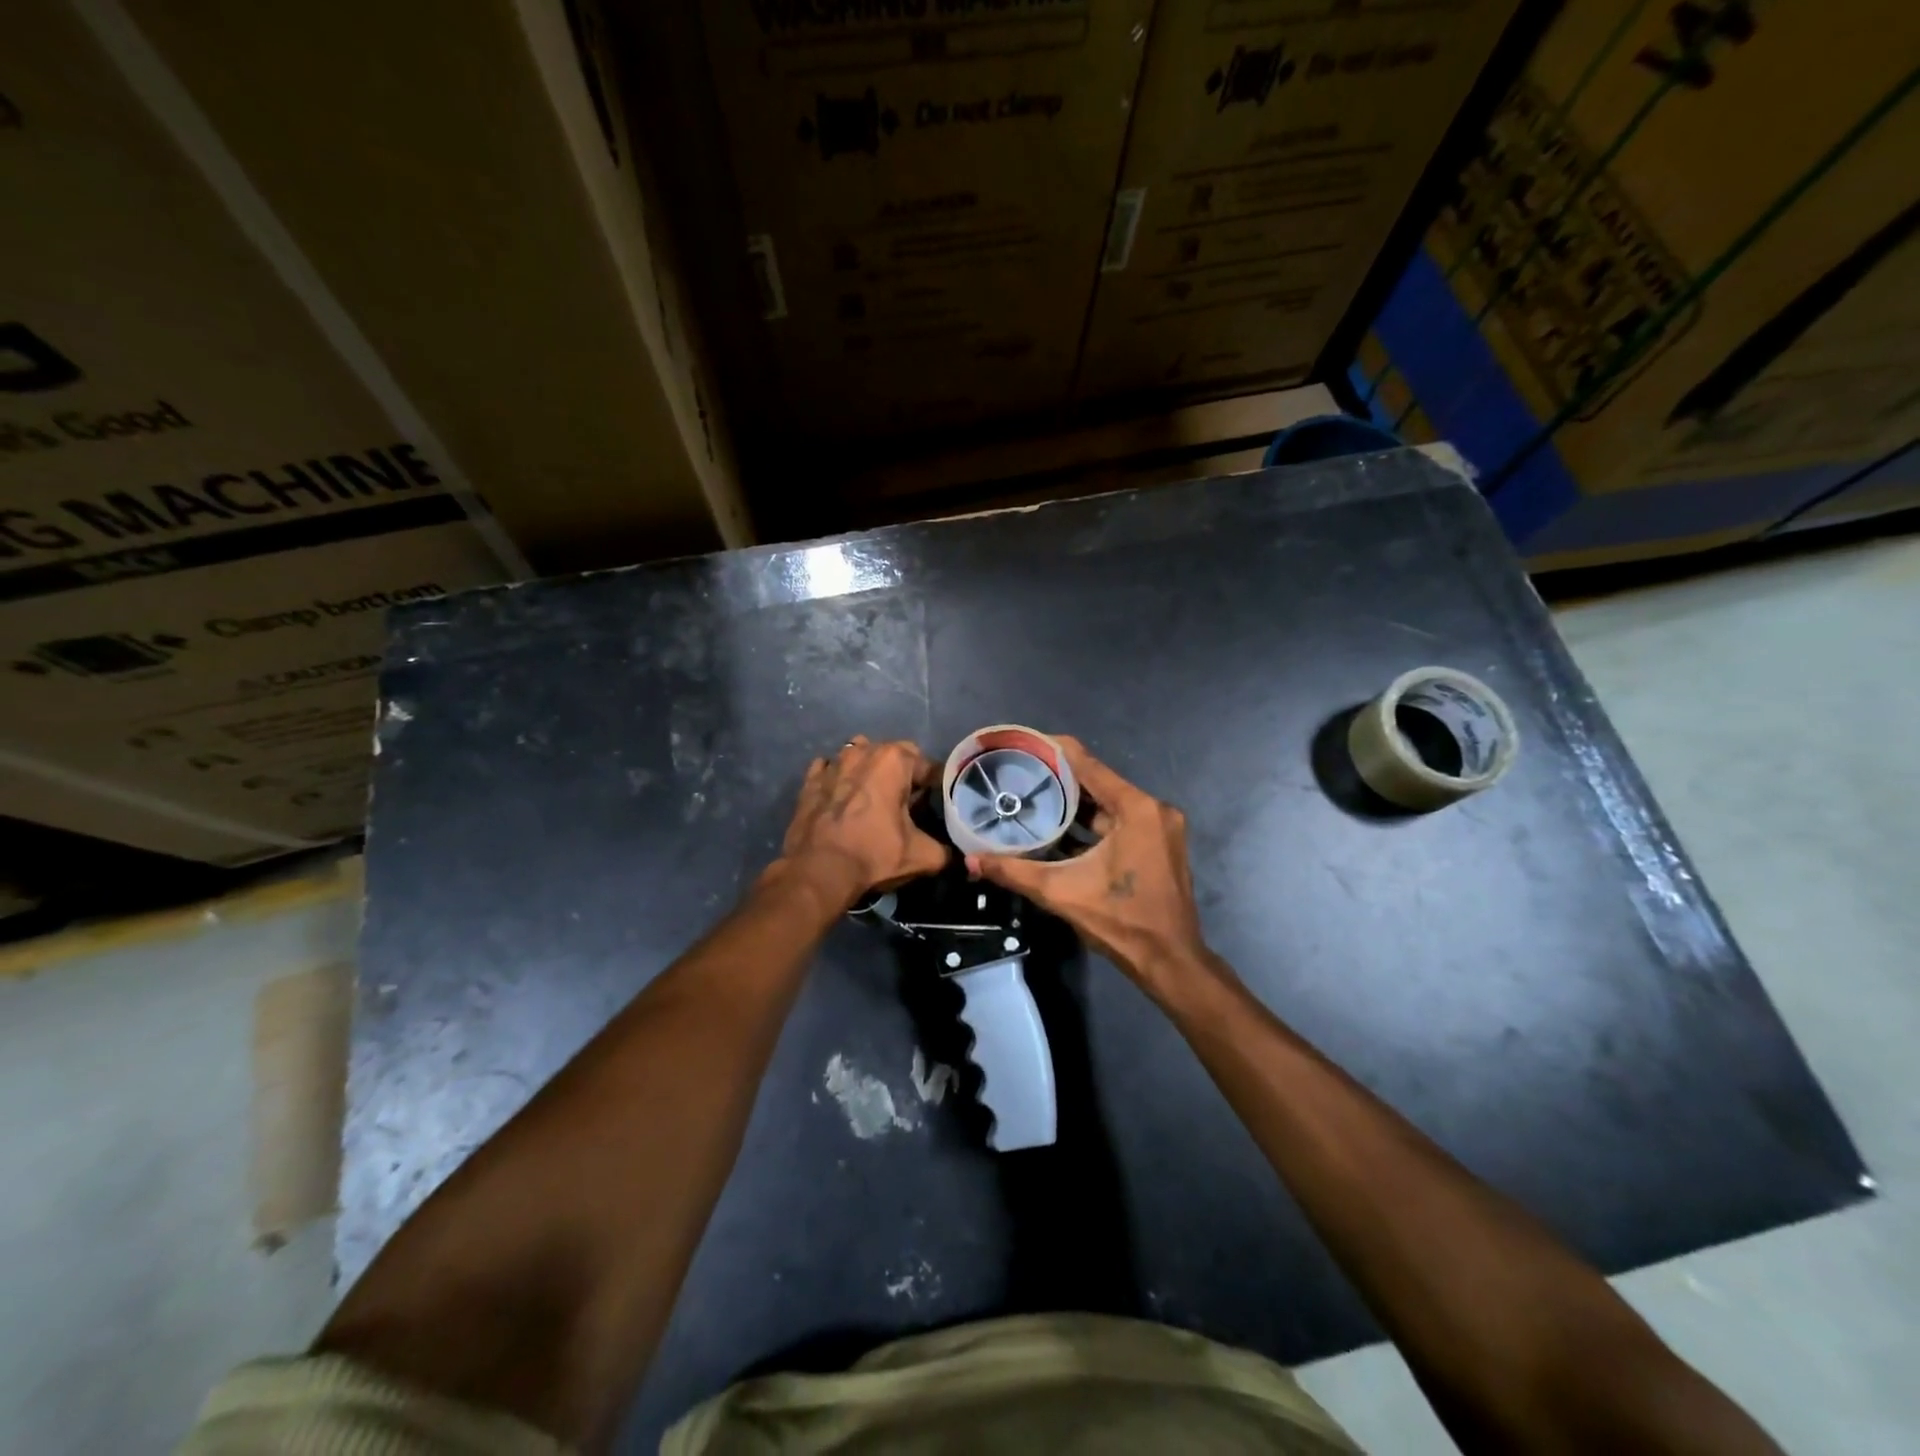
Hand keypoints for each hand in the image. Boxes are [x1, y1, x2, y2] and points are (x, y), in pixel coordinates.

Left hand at [774, 736, 947, 910]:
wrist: (818, 871)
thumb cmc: (873, 854)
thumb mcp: (923, 856)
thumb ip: (946, 850)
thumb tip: (955, 853)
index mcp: (894, 760)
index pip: (928, 766)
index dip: (935, 787)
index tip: (936, 806)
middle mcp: (863, 751)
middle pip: (894, 755)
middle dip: (903, 774)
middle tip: (907, 802)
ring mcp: (833, 763)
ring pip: (859, 756)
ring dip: (869, 770)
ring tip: (873, 797)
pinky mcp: (809, 781)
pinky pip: (829, 770)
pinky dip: (838, 779)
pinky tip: (841, 798)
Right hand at [966, 736, 1213, 999]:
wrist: (1170, 962)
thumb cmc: (1121, 922)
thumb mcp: (1062, 893)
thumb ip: (1015, 872)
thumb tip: (971, 861)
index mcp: (1136, 808)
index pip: (1088, 764)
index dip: (1053, 749)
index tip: (1023, 742)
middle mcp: (1153, 808)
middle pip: (1098, 781)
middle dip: (1059, 778)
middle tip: (1020, 773)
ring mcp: (1160, 826)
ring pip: (1108, 803)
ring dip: (1075, 802)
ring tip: (1033, 794)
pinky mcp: (1159, 843)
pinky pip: (1120, 820)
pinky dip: (1092, 822)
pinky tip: (1060, 826)